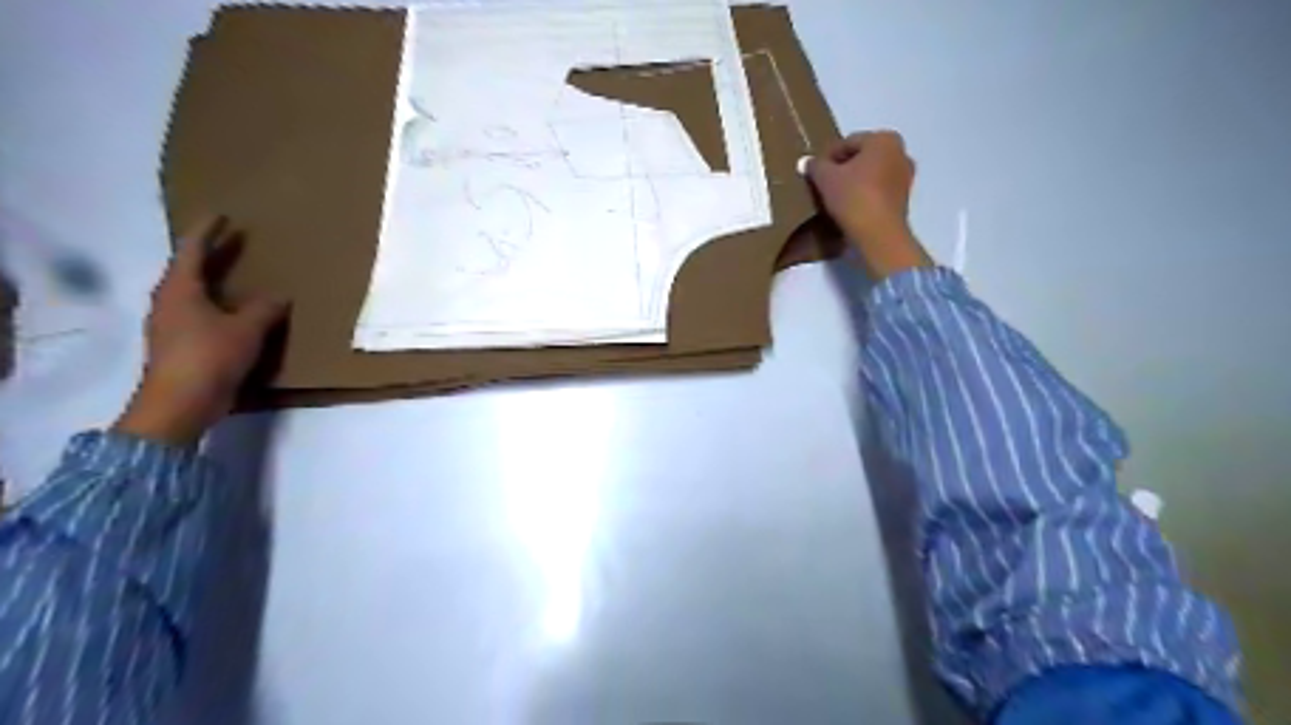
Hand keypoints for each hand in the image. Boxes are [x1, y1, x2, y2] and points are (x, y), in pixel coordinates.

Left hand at [111, 217, 284, 446]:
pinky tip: (236, 313)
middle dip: (210, 256)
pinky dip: (218, 305)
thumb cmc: (210, 356)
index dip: (207, 232)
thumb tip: (280, 295)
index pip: (192, 251)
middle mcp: (170, 302)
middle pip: (189, 270)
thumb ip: (265, 309)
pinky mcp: (180, 345)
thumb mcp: (246, 329)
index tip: (222, 216)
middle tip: (233, 243)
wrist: (180, 403)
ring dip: (213, 282)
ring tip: (237, 277)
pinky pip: (200, 314)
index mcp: (180, 290)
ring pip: (193, 293)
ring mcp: (171, 325)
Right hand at [804, 127, 932, 277]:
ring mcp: (905, 176)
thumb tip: (806, 161)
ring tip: (835, 197)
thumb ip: (815, 166)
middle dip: (843, 168)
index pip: (847, 143)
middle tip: (824, 184)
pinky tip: (850, 207)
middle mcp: (900, 152)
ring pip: (871, 174)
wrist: (878, 234)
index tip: (815, 173)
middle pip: (862, 157)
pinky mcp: (904, 199)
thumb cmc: (853, 197)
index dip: (828, 157)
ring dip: (854, 182)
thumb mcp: (825, 179)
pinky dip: (865, 194)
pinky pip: (879, 190)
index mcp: (884, 139)